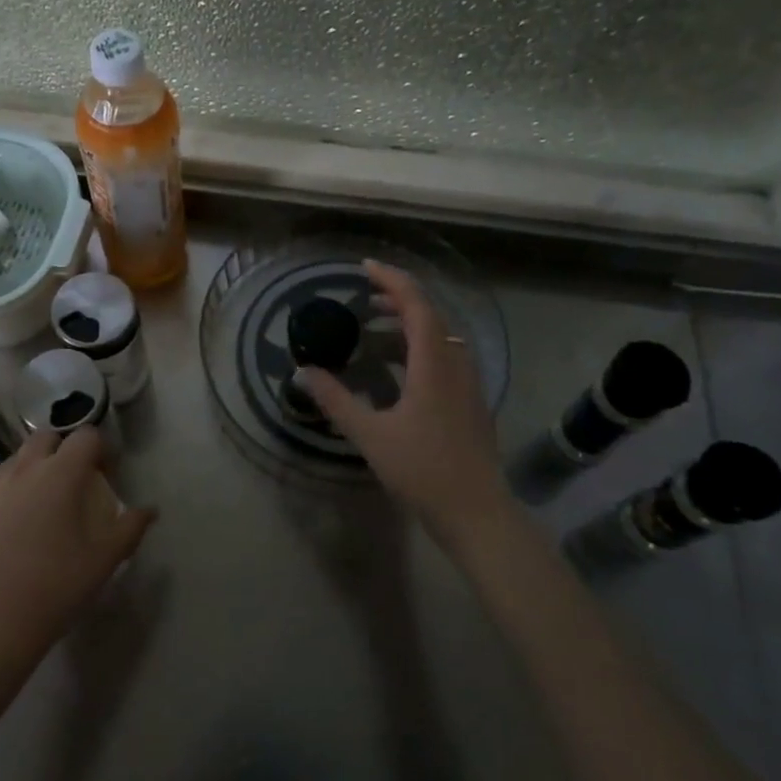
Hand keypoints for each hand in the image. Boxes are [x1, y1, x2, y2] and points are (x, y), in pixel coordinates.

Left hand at [0, 428, 156, 667]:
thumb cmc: (55, 586)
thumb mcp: (104, 560)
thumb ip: (130, 528)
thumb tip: (149, 511)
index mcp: (60, 474)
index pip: (86, 436)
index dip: (101, 449)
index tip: (107, 476)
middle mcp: (24, 471)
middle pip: (46, 438)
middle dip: (64, 450)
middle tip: (75, 484)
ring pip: (17, 461)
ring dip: (35, 470)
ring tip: (45, 506)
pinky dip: (11, 497)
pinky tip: (16, 534)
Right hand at [300, 261, 513, 556]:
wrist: (477, 513)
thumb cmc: (423, 470)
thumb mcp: (370, 435)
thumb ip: (335, 400)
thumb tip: (303, 372)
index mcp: (434, 363)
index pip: (416, 304)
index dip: (392, 280)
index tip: (365, 267)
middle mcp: (456, 364)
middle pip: (431, 316)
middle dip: (399, 299)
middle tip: (366, 298)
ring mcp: (468, 384)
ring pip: (441, 337)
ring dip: (410, 324)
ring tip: (377, 329)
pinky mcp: (471, 403)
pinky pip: (446, 358)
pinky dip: (420, 348)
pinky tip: (400, 370)